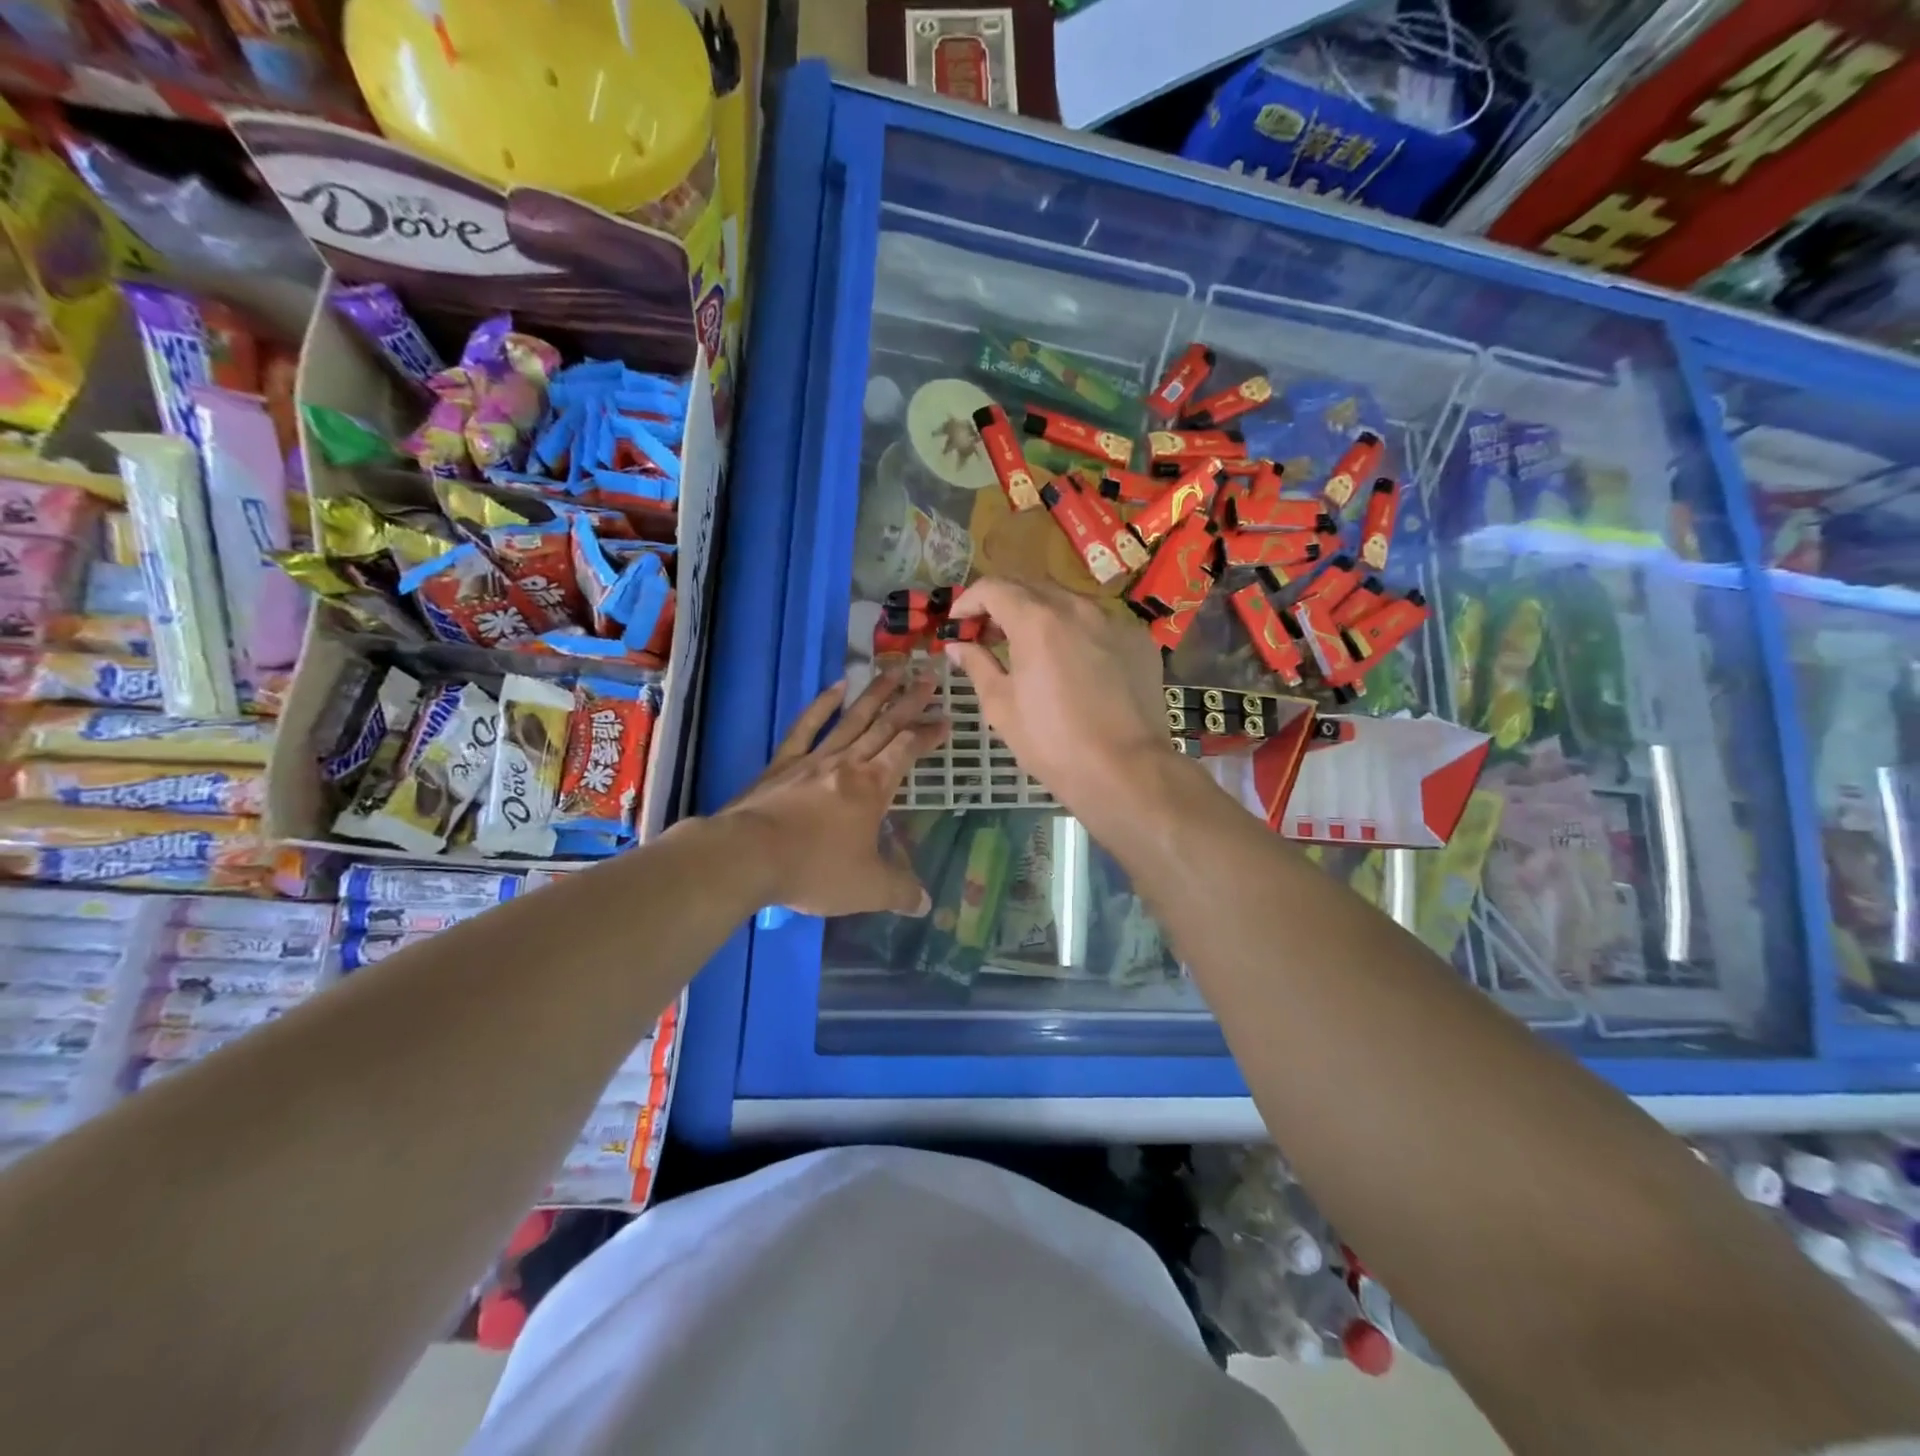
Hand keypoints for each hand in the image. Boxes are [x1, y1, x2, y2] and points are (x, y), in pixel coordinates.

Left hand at [720, 668, 946, 916]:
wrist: (748, 856)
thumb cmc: (814, 868)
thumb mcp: (867, 889)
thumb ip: (900, 892)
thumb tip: (926, 904)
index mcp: (873, 787)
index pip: (907, 750)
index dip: (928, 734)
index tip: (946, 719)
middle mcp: (847, 763)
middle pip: (884, 725)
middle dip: (909, 702)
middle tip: (929, 677)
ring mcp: (813, 759)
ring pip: (851, 718)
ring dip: (875, 693)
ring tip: (893, 670)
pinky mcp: (782, 763)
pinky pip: (806, 727)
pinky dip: (822, 704)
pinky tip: (836, 686)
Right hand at [942, 579, 1171, 821]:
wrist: (1125, 770)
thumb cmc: (1052, 742)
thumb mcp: (1001, 706)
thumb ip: (977, 666)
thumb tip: (958, 646)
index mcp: (1037, 620)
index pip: (993, 587)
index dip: (968, 601)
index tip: (958, 624)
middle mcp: (1077, 607)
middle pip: (1030, 586)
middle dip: (1002, 603)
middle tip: (987, 635)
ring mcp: (1113, 620)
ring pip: (1067, 600)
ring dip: (1040, 614)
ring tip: (1029, 648)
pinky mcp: (1138, 639)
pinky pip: (1098, 622)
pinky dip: (1075, 631)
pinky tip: (1072, 663)